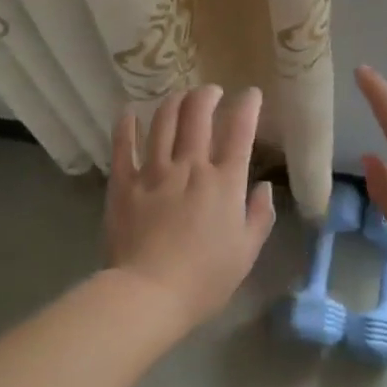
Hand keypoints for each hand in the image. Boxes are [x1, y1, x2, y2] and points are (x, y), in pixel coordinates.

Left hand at [107, 85, 275, 328]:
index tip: (251, 94)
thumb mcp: (247, 252)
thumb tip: (263, 187)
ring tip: (179, 96)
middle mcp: (191, 167)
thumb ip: (260, 216)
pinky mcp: (124, 183)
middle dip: (207, 95)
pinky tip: (129, 112)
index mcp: (224, 183)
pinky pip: (123, 146)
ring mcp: (154, 172)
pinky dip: (127, 125)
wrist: (148, 294)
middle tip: (211, 91)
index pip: (240, 131)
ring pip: (163, 122)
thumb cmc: (205, 279)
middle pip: (198, 115)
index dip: (248, 106)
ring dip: (173, 102)